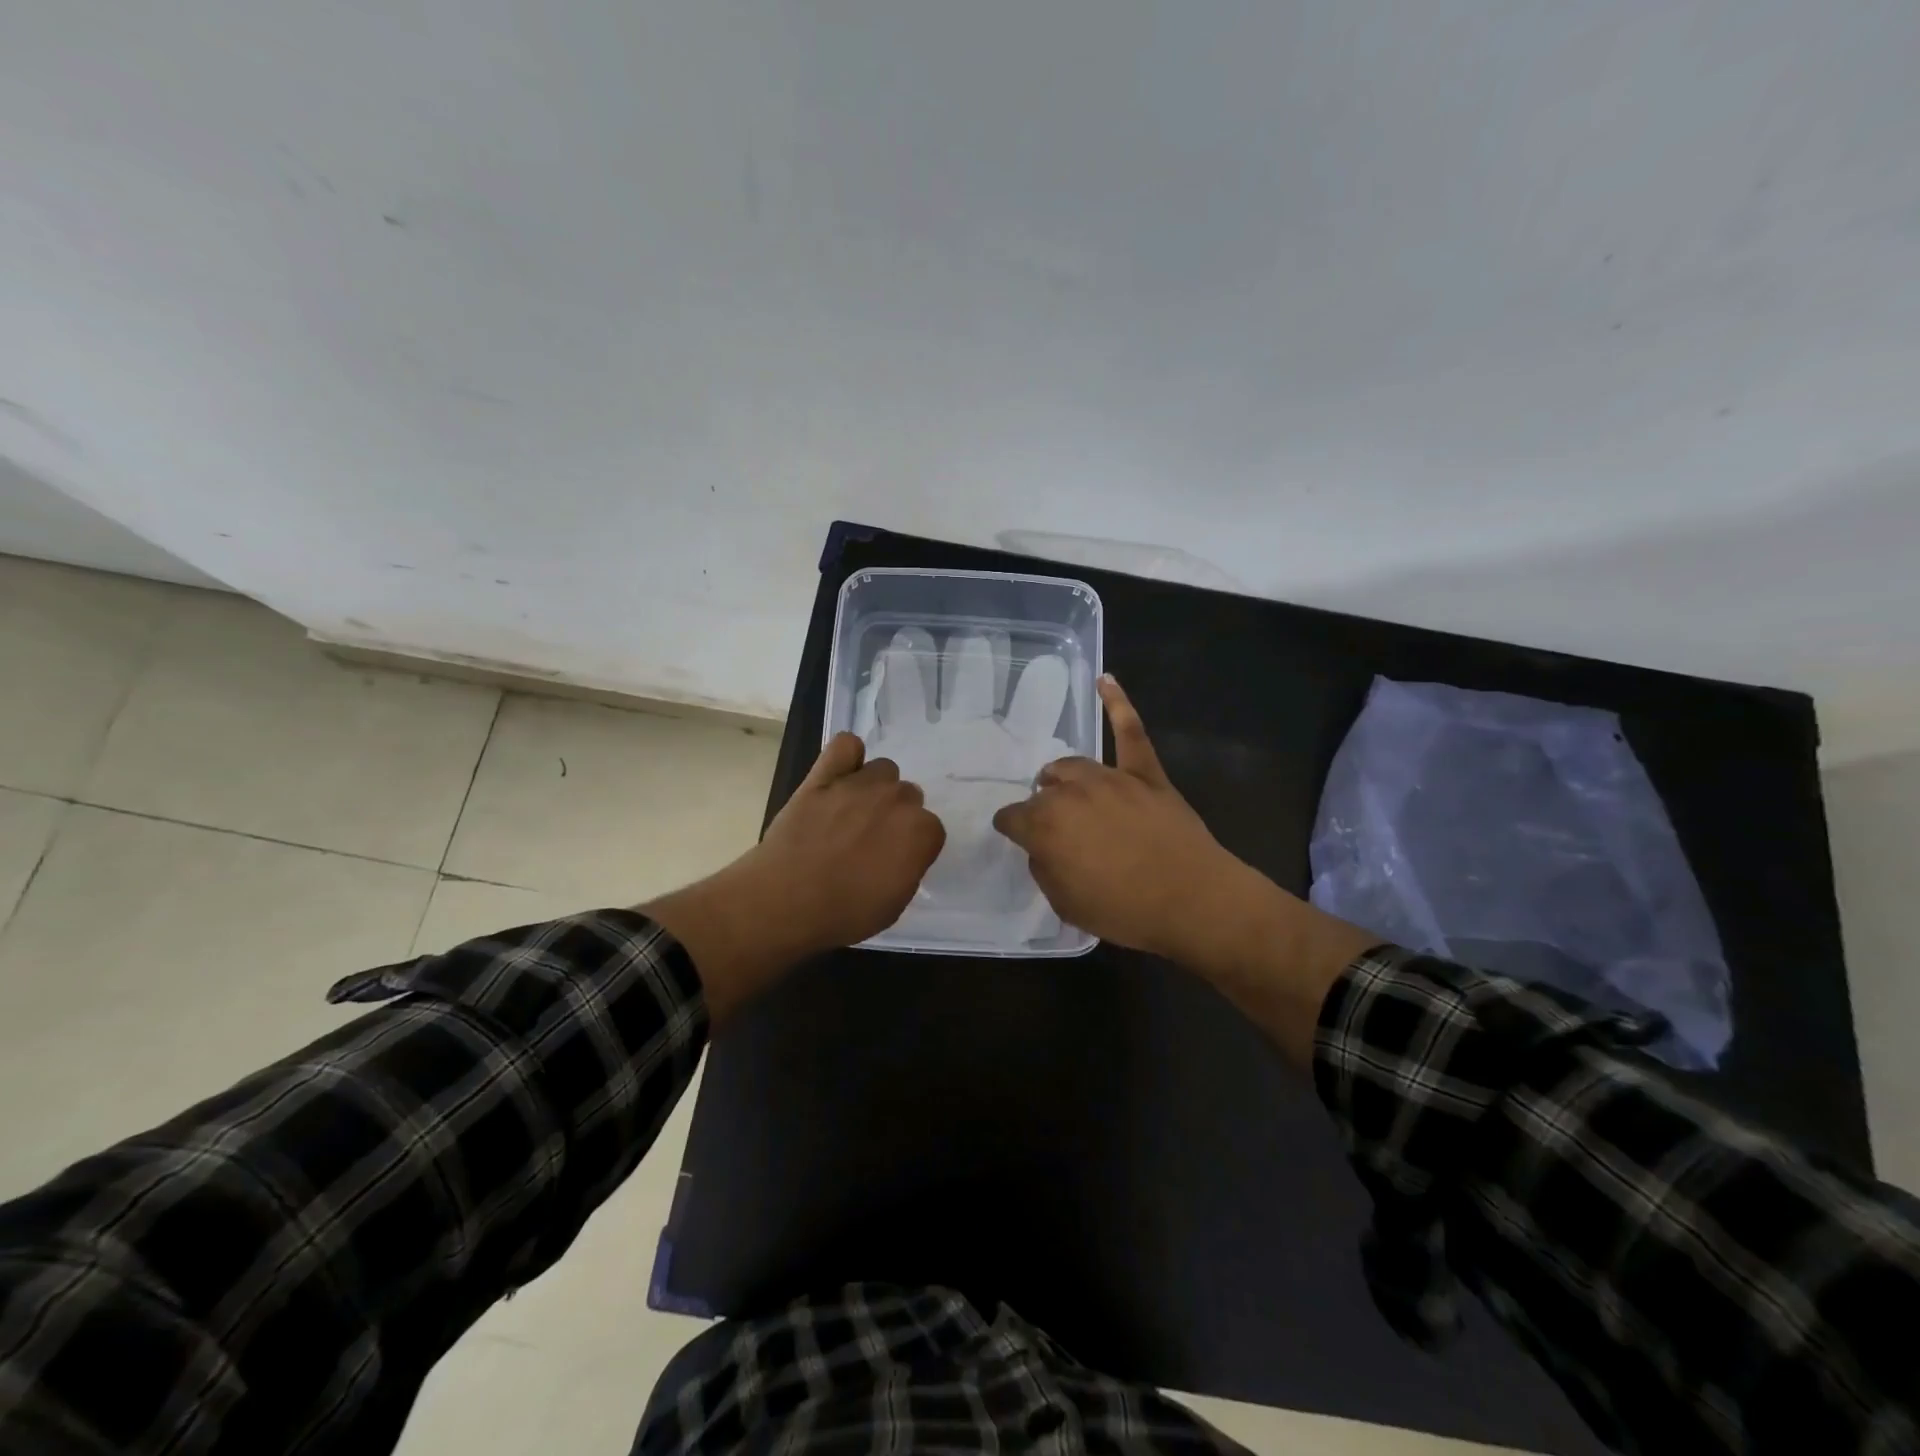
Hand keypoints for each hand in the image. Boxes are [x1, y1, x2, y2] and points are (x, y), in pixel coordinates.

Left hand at [744, 732, 947, 951]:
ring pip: (883, 770)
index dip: (913, 847)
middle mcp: (897, 800)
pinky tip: (840, 775)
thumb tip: (902, 853)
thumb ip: (908, 868)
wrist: (784, 900)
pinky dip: (848, 756)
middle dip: (895, 816)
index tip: (895, 862)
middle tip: (870, 840)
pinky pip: (846, 744)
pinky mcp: (824, 775)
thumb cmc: (844, 913)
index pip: (931, 830)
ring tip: (852, 811)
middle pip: (908, 796)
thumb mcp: (894, 905)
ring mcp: (860, 783)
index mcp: (920, 833)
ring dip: (875, 788)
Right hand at [991, 676, 1247, 964]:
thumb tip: (1044, 848)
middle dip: (1041, 807)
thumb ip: (1045, 869)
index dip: (1012, 829)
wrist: (1193, 901)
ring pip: (1073, 765)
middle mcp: (1070, 793)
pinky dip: (1118, 704)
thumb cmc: (1125, 910)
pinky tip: (1106, 681)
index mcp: (1045, 826)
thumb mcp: (1066, 904)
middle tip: (1055, 829)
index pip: (1012, 818)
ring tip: (1062, 785)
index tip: (1017, 837)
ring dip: (1063, 777)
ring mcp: (1110, 777)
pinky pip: (1130, 731)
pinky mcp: (1146, 773)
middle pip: (1043, 791)